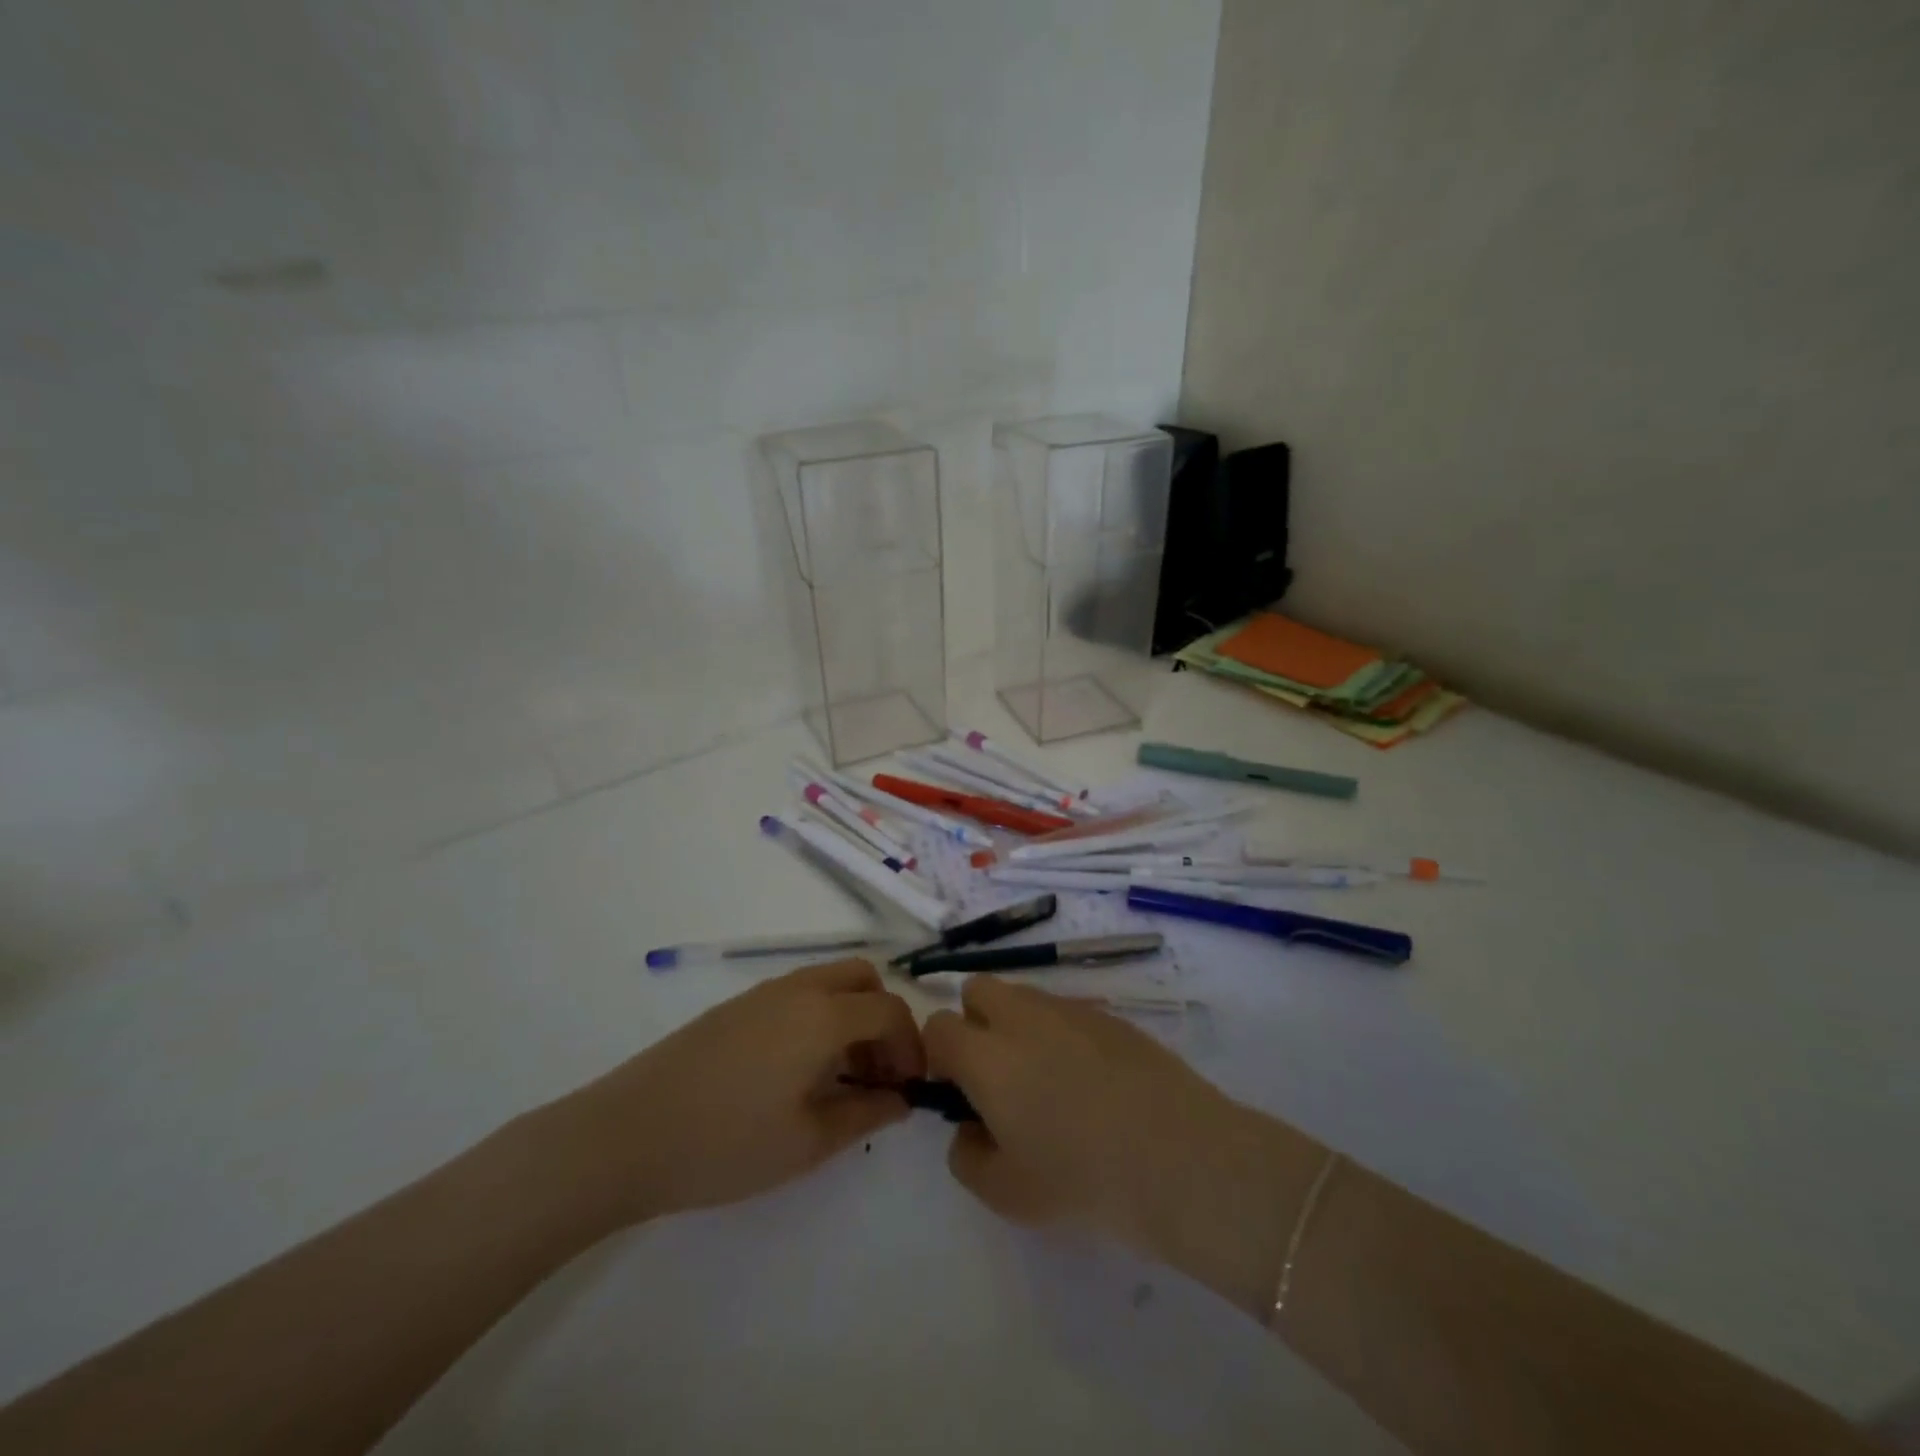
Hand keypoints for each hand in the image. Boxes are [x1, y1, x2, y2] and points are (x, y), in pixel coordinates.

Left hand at [549, 960, 923, 1228]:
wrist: (625, 1135)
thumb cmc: (725, 1143)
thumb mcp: (807, 1142)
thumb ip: (865, 1114)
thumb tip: (901, 1099)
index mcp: (822, 1015)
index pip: (890, 1010)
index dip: (911, 1046)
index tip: (909, 1088)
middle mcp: (798, 989)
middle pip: (863, 978)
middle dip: (884, 1018)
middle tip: (879, 1072)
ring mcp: (763, 993)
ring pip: (829, 981)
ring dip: (852, 1015)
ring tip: (843, 1076)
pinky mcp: (737, 1006)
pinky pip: (799, 994)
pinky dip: (820, 1016)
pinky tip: (800, 1070)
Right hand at [924, 978, 1322, 1305]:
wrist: (1180, 1158)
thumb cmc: (1082, 1180)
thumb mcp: (1006, 1194)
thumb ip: (966, 1156)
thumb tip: (969, 1127)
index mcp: (987, 1055)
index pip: (938, 1026)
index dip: (939, 1057)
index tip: (959, 1092)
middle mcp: (1022, 1017)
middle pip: (976, 989)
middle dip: (974, 1022)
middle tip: (998, 1077)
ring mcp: (1070, 1009)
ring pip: (1023, 997)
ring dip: (1018, 1025)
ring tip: (1049, 1081)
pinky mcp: (1110, 1015)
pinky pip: (1066, 1011)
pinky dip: (1062, 1034)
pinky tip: (1093, 1082)